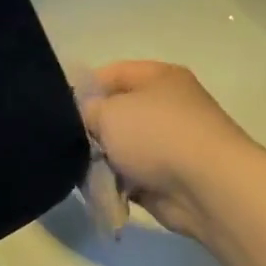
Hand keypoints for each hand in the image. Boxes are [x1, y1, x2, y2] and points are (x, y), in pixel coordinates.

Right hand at [78, 61, 256, 239]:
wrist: (206, 186)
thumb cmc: (157, 136)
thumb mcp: (109, 112)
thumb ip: (86, 110)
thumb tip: (85, 118)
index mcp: (158, 78)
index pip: (111, 74)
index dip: (82, 89)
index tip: (59, 111)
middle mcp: (165, 107)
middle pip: (115, 115)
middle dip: (90, 131)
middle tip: (67, 145)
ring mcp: (167, 145)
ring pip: (119, 149)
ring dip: (101, 162)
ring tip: (82, 172)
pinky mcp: (164, 178)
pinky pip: (128, 178)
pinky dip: (114, 185)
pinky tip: (100, 191)